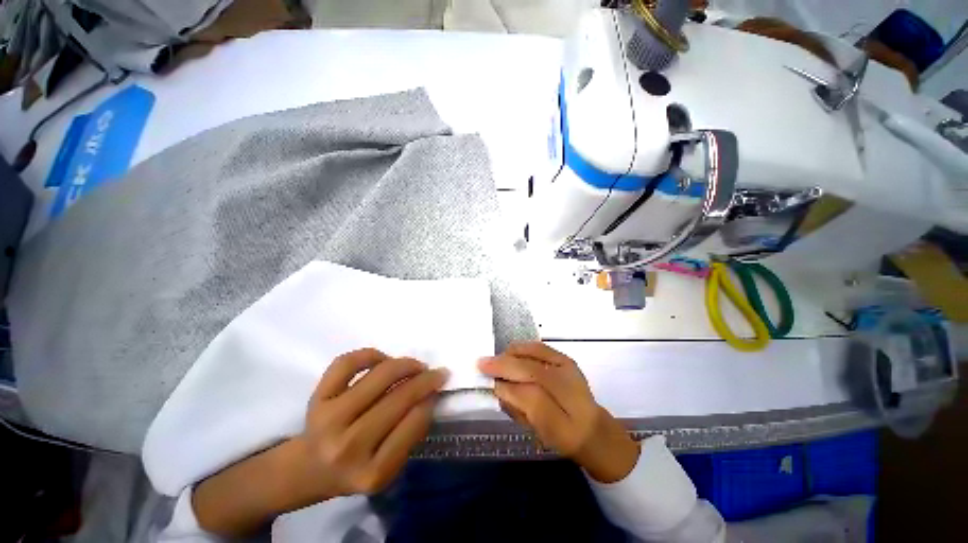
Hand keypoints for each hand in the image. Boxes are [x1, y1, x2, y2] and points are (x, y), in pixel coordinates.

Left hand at [193, 349, 446, 536]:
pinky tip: (382, 360)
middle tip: (437, 372)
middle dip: (425, 379)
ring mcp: (328, 419)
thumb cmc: (355, 467)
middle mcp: (347, 447)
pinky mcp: (316, 398)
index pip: (413, 424)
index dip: (430, 400)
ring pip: (378, 376)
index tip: (439, 388)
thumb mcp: (388, 466)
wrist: (308, 469)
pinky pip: (348, 363)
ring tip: (415, 365)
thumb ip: (410, 433)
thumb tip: (429, 393)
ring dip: (405, 364)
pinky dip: (370, 354)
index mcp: (371, 472)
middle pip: (398, 398)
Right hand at [478, 342, 638, 482]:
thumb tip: (500, 386)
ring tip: (498, 361)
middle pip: (528, 368)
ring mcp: (566, 366)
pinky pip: (539, 347)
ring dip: (511, 356)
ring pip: (532, 353)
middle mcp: (567, 383)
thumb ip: (520, 407)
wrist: (592, 428)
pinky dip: (523, 348)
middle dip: (502, 364)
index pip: (527, 393)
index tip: (483, 377)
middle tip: (482, 364)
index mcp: (564, 410)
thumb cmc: (563, 434)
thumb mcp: (540, 430)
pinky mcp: (565, 359)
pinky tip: (512, 352)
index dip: (503, 383)